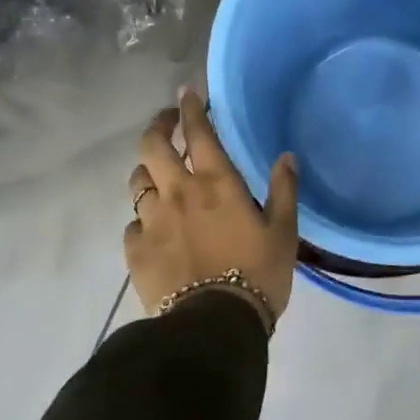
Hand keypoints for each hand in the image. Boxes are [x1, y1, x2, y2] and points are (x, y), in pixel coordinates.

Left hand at [124, 89, 299, 329]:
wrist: (213, 326)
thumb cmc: (257, 274)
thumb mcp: (284, 232)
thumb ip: (284, 190)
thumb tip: (286, 156)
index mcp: (216, 183)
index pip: (198, 132)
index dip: (191, 108)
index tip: (187, 93)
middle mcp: (178, 193)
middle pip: (152, 146)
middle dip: (157, 127)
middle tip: (167, 123)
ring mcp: (152, 221)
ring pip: (137, 181)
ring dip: (148, 171)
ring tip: (159, 175)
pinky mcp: (135, 251)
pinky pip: (133, 223)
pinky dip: (143, 218)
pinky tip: (154, 228)